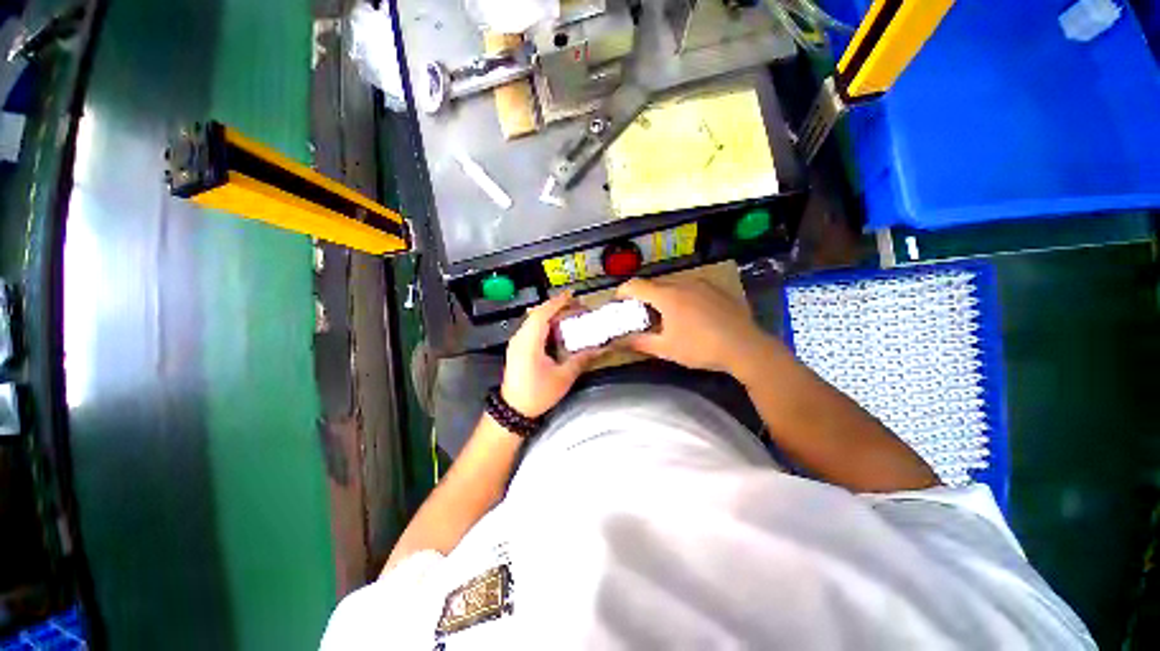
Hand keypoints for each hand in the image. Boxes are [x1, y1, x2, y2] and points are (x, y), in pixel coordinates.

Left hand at [501, 292, 599, 417]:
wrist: (514, 410)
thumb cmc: (537, 394)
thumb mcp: (563, 377)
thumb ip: (581, 359)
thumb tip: (599, 348)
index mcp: (529, 342)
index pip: (542, 314)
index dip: (557, 302)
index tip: (571, 296)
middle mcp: (520, 338)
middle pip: (537, 314)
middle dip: (556, 307)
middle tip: (575, 306)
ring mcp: (517, 343)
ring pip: (533, 320)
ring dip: (550, 315)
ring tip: (569, 314)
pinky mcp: (517, 348)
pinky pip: (532, 329)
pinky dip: (545, 324)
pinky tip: (557, 329)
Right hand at [615, 277, 780, 376]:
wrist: (745, 347)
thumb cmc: (700, 348)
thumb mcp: (666, 348)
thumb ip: (639, 342)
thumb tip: (617, 342)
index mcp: (667, 295)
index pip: (635, 285)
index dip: (622, 292)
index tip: (617, 303)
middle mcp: (682, 283)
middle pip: (653, 284)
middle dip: (642, 296)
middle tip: (640, 314)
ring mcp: (701, 284)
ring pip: (672, 285)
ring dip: (662, 296)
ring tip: (664, 315)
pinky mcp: (715, 288)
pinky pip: (690, 287)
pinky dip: (680, 296)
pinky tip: (688, 313)